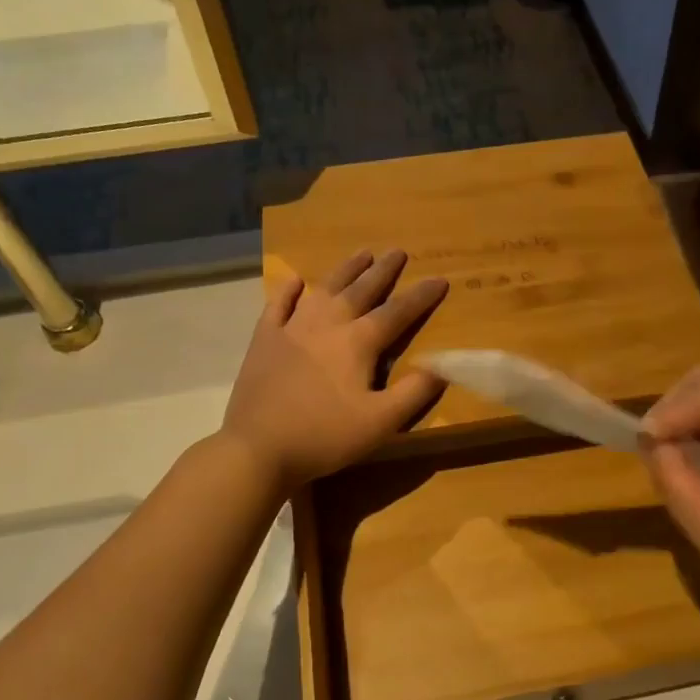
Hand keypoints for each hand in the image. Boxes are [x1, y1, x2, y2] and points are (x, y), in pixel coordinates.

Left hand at [222, 250, 448, 488]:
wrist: (258, 447)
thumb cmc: (325, 436)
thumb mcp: (380, 423)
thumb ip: (413, 393)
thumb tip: (441, 366)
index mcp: (358, 342)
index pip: (397, 312)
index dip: (421, 296)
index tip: (440, 279)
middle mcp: (327, 324)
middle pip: (361, 290)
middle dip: (383, 271)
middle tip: (398, 251)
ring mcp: (292, 328)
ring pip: (324, 289)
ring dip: (345, 270)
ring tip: (361, 254)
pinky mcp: (264, 340)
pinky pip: (278, 305)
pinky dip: (288, 291)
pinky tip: (296, 281)